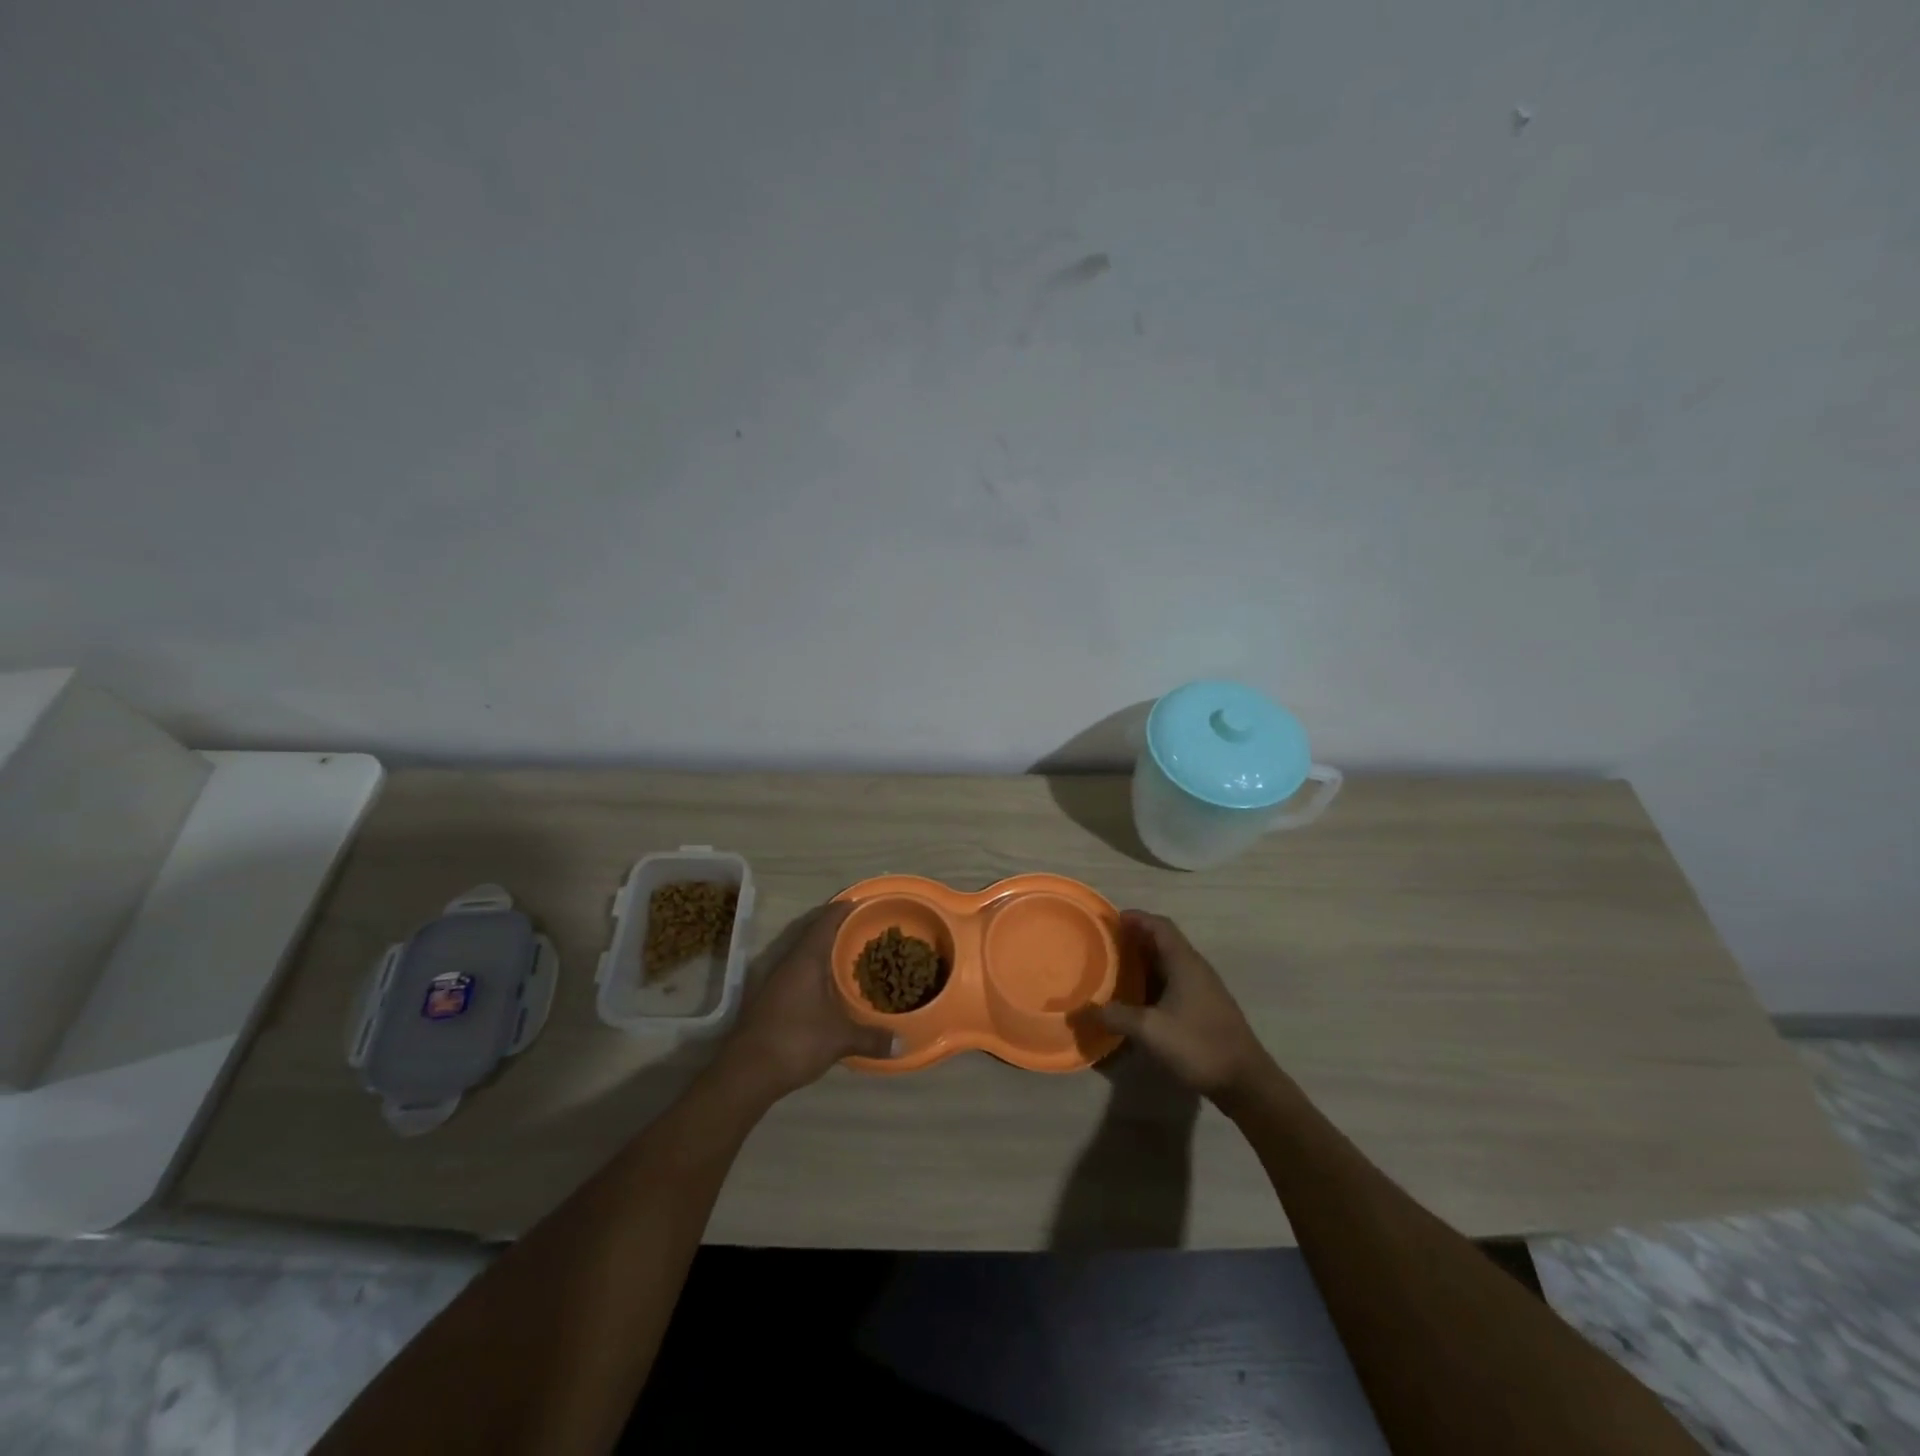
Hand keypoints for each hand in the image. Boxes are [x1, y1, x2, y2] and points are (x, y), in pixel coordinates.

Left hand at [718, 902, 894, 1100]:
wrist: (746, 1072)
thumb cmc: (796, 1041)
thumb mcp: (840, 1039)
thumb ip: (871, 1038)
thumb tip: (902, 1043)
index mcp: (806, 959)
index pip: (825, 922)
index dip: (841, 909)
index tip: (859, 901)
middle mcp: (788, 963)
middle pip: (811, 933)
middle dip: (833, 927)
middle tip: (859, 926)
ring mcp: (774, 981)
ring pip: (801, 953)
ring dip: (821, 949)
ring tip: (846, 952)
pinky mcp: (767, 999)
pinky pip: (795, 972)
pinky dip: (812, 969)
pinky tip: (825, 985)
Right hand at [1096, 911, 1270, 1101]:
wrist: (1245, 1081)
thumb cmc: (1198, 1045)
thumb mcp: (1150, 1030)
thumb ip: (1116, 1016)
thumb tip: (1083, 1011)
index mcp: (1185, 963)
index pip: (1160, 925)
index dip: (1136, 918)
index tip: (1110, 920)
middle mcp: (1196, 968)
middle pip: (1164, 942)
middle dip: (1136, 939)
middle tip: (1107, 946)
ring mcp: (1204, 989)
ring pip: (1170, 963)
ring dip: (1145, 962)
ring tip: (1116, 970)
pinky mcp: (1206, 1008)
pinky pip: (1175, 982)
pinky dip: (1154, 982)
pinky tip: (1139, 1000)